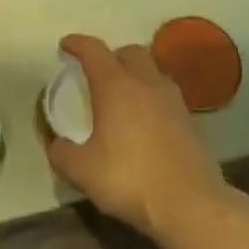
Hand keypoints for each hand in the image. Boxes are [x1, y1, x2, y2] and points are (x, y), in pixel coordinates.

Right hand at [46, 34, 224, 237]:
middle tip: (96, 73)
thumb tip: (57, 144)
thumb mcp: (81, 170)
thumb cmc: (129, 179)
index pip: (94, 51)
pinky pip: (166, 96)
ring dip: (135, 75)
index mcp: (116, 86)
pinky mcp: (191, 121)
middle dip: (111, 56)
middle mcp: (146, 84)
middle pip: (130, 52)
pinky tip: (144, 121)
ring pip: (153, 72)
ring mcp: (173, 101)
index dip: (77, 44)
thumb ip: (62, 153)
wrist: (190, 205)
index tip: (65, 46)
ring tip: (122, 96)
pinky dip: (151, 98)